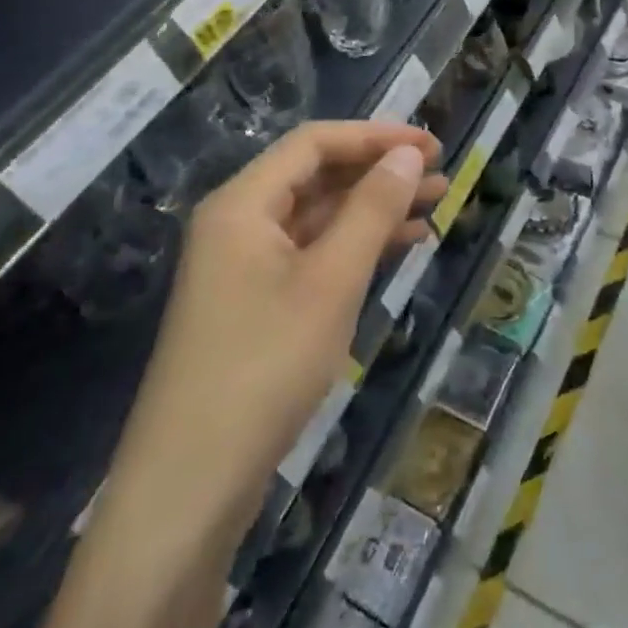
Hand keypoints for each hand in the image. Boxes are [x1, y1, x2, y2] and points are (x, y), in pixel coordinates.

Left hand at [28, 122, 443, 627]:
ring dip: (373, 208)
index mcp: (242, 204)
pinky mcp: (255, 304)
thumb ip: (372, 210)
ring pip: (318, 216)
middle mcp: (238, 223)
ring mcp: (244, 266)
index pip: (315, 143)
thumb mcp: (331, 282)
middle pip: (316, 175)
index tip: (429, 145)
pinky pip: (312, 254)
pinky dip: (355, 246)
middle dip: (378, 171)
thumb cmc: (264, 368)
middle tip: (439, 173)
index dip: (375, 136)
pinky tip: (400, 247)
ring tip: (433, 204)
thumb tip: (408, 153)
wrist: (189, 490)